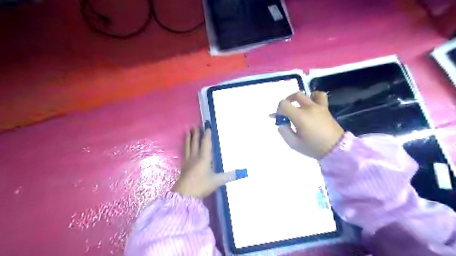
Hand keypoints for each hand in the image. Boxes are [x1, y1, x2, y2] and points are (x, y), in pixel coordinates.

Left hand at [171, 125, 243, 198]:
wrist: (184, 195)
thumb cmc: (201, 185)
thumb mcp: (217, 181)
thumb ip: (229, 176)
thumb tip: (243, 172)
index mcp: (204, 158)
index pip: (206, 143)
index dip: (207, 135)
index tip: (208, 126)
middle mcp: (195, 156)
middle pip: (195, 142)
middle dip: (196, 134)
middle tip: (196, 126)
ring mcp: (188, 161)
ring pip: (188, 146)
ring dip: (188, 138)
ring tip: (188, 130)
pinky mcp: (184, 166)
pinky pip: (185, 151)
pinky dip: (185, 146)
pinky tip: (185, 146)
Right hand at [276, 91, 343, 158]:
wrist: (336, 148)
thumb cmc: (313, 147)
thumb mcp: (294, 144)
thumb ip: (284, 131)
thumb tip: (281, 123)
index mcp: (299, 116)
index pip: (284, 104)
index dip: (278, 110)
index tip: (280, 118)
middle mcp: (309, 108)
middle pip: (295, 96)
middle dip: (287, 102)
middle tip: (285, 112)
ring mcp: (318, 107)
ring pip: (307, 94)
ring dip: (299, 98)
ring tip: (297, 106)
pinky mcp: (325, 108)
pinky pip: (320, 96)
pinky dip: (313, 96)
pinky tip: (311, 104)